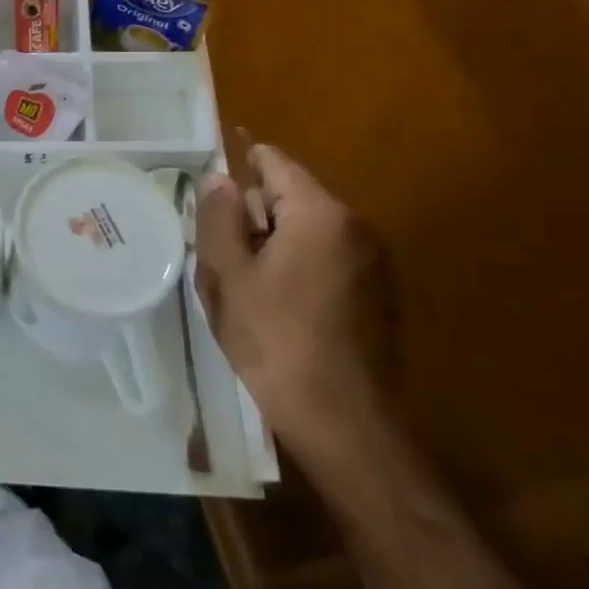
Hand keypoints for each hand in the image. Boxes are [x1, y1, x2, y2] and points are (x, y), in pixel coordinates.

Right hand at [195, 145, 386, 463]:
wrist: (346, 425)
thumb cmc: (276, 342)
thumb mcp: (229, 275)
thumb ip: (219, 217)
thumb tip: (220, 178)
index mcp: (320, 214)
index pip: (274, 162)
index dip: (237, 169)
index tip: (209, 199)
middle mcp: (356, 227)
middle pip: (290, 196)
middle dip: (252, 217)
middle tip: (220, 258)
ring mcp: (373, 263)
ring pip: (306, 231)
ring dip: (272, 246)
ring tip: (244, 289)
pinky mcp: (378, 295)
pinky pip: (327, 260)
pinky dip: (297, 268)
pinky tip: (278, 311)